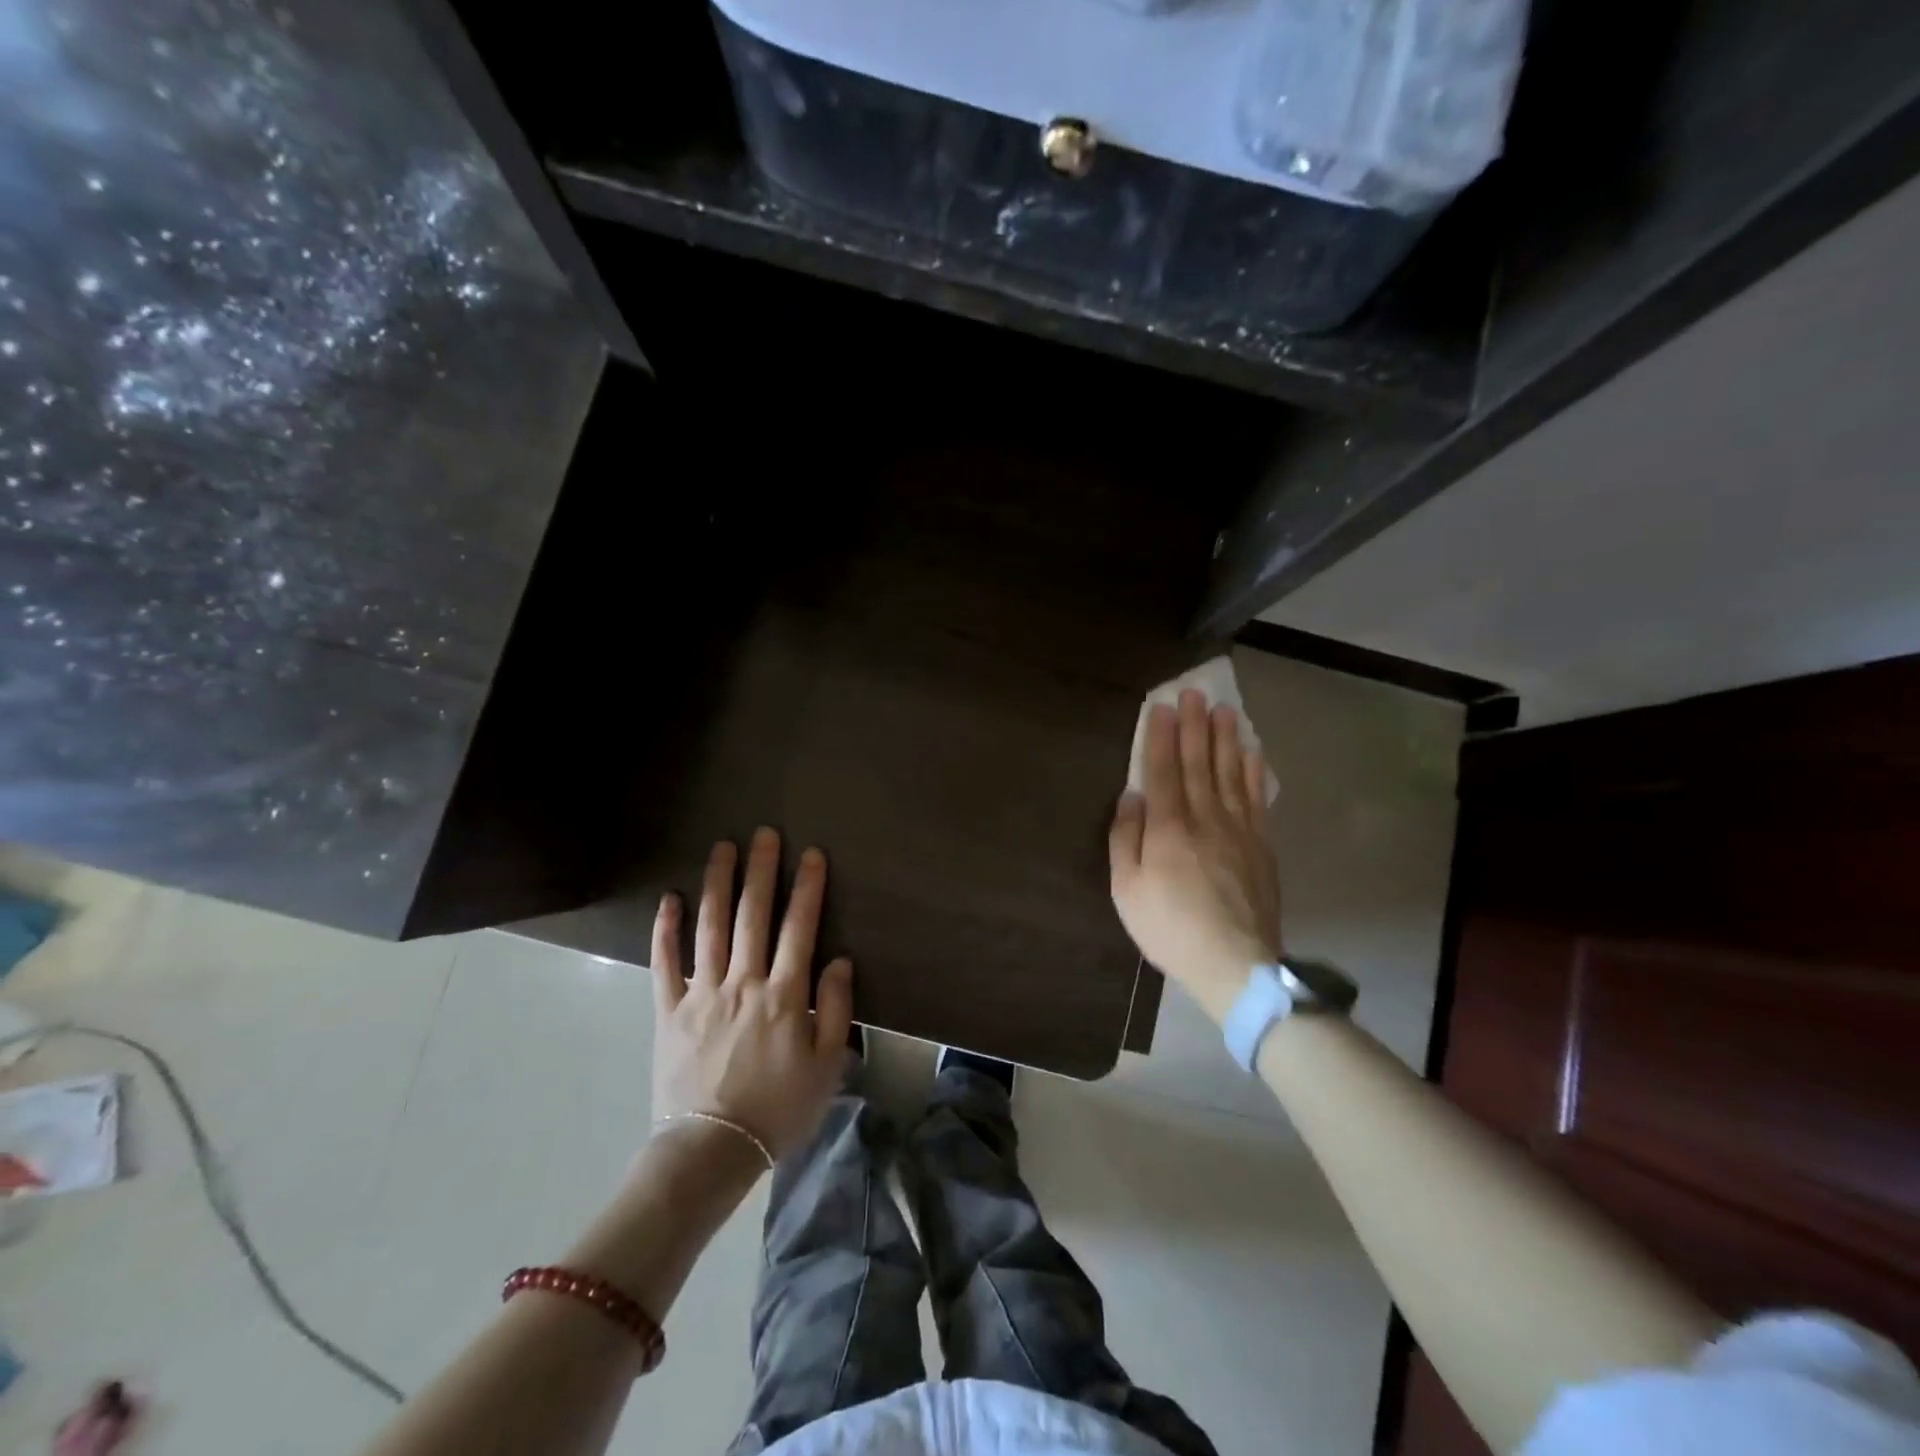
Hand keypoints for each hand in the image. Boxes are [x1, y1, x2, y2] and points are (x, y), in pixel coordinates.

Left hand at [649, 828, 853, 1162]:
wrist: (712, 1151)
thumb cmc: (779, 1110)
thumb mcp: (826, 1066)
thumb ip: (834, 1008)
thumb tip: (838, 960)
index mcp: (783, 996)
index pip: (800, 928)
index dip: (807, 888)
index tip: (811, 854)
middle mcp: (743, 983)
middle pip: (753, 916)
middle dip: (761, 871)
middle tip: (764, 834)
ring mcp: (701, 993)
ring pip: (710, 928)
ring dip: (718, 884)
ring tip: (722, 848)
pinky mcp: (668, 1010)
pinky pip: (664, 963)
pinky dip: (666, 929)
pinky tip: (670, 898)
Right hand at [1109, 689, 1281, 1022]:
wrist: (1234, 964)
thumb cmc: (1169, 929)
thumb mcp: (1127, 890)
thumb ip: (1126, 839)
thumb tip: (1132, 797)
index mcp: (1168, 828)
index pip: (1163, 770)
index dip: (1161, 736)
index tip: (1163, 706)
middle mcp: (1205, 818)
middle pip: (1199, 763)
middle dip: (1195, 726)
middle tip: (1195, 693)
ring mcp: (1239, 830)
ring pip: (1231, 774)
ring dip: (1227, 739)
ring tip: (1225, 710)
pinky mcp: (1261, 846)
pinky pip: (1257, 799)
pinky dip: (1255, 772)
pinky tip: (1254, 753)